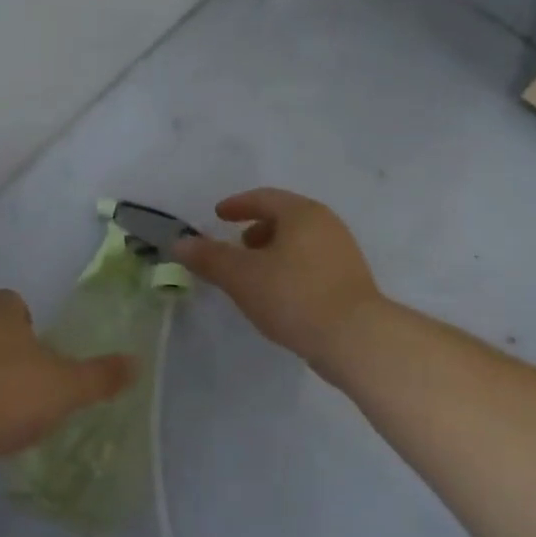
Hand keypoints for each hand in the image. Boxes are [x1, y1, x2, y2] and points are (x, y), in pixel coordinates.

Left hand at [0, 290, 133, 465]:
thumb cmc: (8, 393)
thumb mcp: (65, 387)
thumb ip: (99, 377)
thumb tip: (136, 363)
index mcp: (0, 319)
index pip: (7, 299)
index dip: (20, 313)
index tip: (34, 335)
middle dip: (0, 346)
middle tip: (23, 374)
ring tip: (1, 406)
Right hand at [174, 188, 380, 362]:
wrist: (356, 339)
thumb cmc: (293, 296)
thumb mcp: (241, 276)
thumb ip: (208, 257)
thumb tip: (180, 243)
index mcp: (302, 213)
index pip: (264, 198)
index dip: (237, 205)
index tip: (218, 216)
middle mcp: (327, 225)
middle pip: (284, 218)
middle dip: (255, 229)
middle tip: (235, 247)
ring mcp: (343, 253)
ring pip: (299, 242)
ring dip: (272, 251)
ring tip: (253, 275)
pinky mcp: (351, 281)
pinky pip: (311, 264)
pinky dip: (289, 269)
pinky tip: (277, 295)